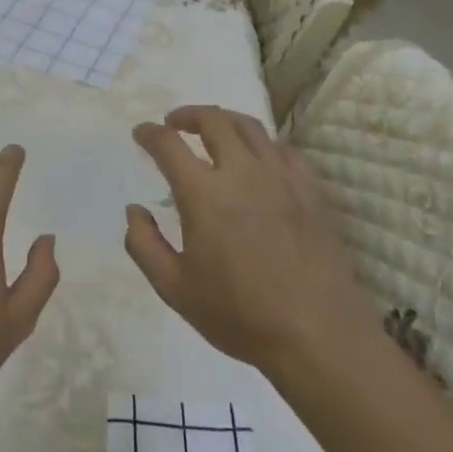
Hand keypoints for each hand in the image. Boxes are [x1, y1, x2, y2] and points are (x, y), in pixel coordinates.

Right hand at [125, 106, 377, 378]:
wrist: (318, 336)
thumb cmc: (239, 315)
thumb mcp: (174, 289)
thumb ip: (144, 245)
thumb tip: (134, 211)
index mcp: (203, 193)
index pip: (168, 144)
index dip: (150, 133)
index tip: (141, 133)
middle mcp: (242, 172)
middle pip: (213, 120)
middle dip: (188, 115)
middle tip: (175, 123)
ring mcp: (281, 177)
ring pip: (250, 126)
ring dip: (224, 120)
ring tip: (214, 130)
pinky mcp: (310, 190)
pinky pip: (284, 150)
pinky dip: (263, 145)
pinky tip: (259, 159)